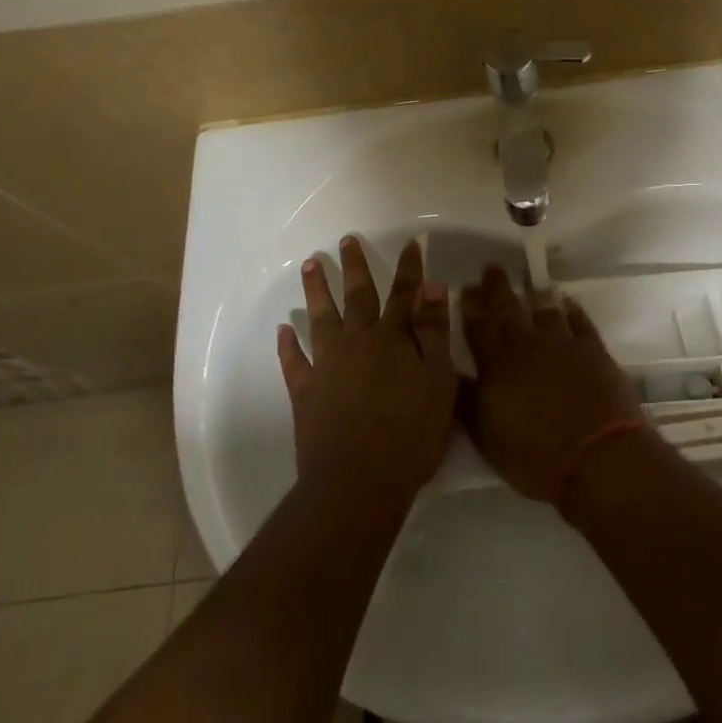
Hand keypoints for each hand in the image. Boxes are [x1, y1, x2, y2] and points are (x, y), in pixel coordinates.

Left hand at [278, 237, 456, 507]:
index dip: (410, 268)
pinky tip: (283, 330)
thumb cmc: (411, 433)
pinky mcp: (305, 392)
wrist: (358, 482)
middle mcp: (357, 342)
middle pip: (357, 296)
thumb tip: (433, 286)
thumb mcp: (438, 381)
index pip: (404, 294)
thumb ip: (434, 332)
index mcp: (392, 339)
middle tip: (346, 240)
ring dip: (316, 291)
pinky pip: (294, 361)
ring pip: (321, 319)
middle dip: (354, 267)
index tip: (412, 243)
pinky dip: (288, 345)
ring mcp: (327, 366)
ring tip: (310, 265)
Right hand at [459, 266, 641, 499]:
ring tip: (529, 285)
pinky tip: (567, 302)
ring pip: (544, 310)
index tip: (464, 287)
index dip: (470, 306)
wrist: (597, 454)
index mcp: (497, 363)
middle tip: (491, 269)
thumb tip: (447, 371)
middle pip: (509, 309)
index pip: (477, 326)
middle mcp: (527, 344)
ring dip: (534, 295)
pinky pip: (579, 321)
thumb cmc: (534, 453)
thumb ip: (466, 399)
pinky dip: (571, 310)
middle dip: (497, 288)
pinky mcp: (593, 350)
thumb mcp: (486, 434)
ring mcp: (563, 343)